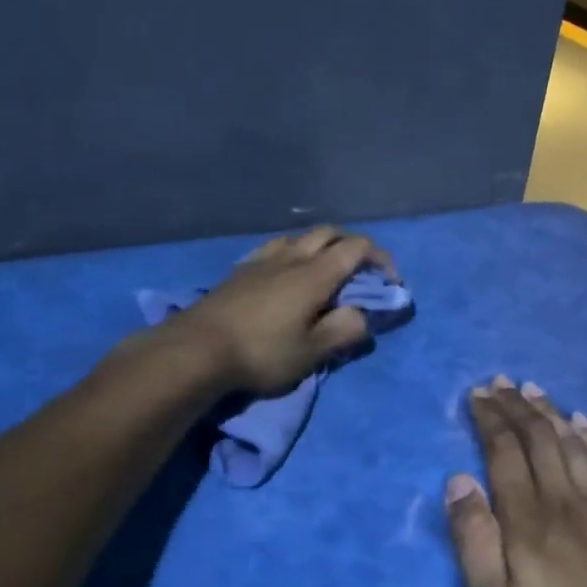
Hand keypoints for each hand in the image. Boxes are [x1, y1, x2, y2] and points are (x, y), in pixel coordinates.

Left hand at [168, 226, 398, 395]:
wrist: (197, 349)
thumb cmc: (261, 353)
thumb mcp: (312, 352)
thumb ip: (344, 331)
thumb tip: (362, 316)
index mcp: (315, 274)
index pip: (357, 248)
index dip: (380, 259)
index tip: (389, 282)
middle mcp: (291, 257)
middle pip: (329, 233)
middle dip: (353, 247)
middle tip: (361, 273)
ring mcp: (262, 260)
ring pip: (300, 237)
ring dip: (321, 246)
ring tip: (325, 272)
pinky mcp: (241, 270)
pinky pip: (276, 248)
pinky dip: (294, 253)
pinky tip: (286, 273)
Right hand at [446, 377, 586, 586]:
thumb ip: (472, 538)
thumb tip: (458, 480)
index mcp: (526, 518)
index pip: (504, 452)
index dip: (490, 419)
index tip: (477, 395)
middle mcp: (564, 499)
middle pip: (538, 439)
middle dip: (516, 406)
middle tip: (499, 382)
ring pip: (573, 444)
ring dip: (550, 412)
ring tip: (533, 388)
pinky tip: (584, 422)